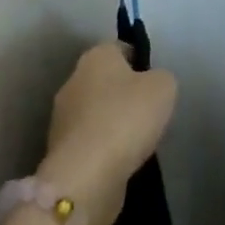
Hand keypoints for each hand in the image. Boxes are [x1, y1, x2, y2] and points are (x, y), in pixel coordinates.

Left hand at [37, 41, 177, 224]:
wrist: (85, 177)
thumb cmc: (126, 119)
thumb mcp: (163, 88)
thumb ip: (162, 78)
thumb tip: (152, 84)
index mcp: (96, 57)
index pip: (120, 48)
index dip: (140, 60)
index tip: (156, 81)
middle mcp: (73, 80)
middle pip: (106, 80)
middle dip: (125, 93)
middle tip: (149, 112)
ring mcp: (62, 117)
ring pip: (96, 111)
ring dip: (113, 122)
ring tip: (137, 140)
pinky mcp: (60, 150)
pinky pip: (90, 140)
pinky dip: (104, 147)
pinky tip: (120, 160)